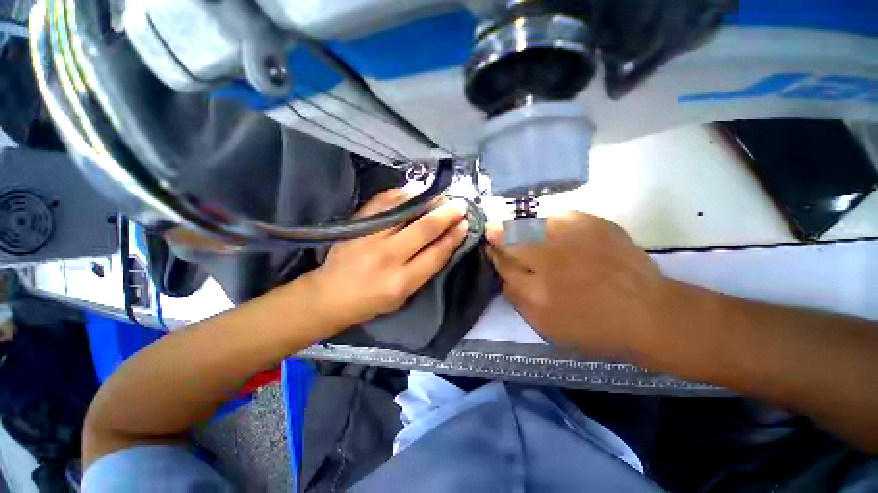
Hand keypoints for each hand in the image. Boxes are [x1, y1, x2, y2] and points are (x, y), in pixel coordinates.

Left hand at [308, 189, 468, 330]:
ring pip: (406, 210)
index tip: (465, 224)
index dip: (454, 237)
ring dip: (429, 200)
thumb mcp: (403, 296)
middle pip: (425, 228)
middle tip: (460, 205)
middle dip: (447, 214)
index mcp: (402, 281)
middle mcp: (388, 257)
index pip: (436, 254)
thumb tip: (444, 242)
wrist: (330, 294)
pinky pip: (383, 202)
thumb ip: (424, 270)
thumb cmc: (371, 301)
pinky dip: (402, 194)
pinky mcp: (357, 224)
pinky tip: (416, 192)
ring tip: (443, 195)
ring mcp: (370, 237)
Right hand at [486, 212, 670, 359]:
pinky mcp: (594, 225)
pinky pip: (560, 216)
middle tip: (493, 231)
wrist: (650, 315)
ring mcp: (571, 240)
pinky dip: (550, 221)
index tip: (491, 249)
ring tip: (519, 228)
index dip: (495, 255)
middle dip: (498, 234)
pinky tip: (551, 227)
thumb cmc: (595, 329)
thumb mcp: (547, 328)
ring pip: (531, 224)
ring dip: (520, 226)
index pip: (503, 265)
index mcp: (537, 293)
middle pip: (511, 240)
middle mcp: (549, 261)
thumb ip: (519, 302)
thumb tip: (504, 278)